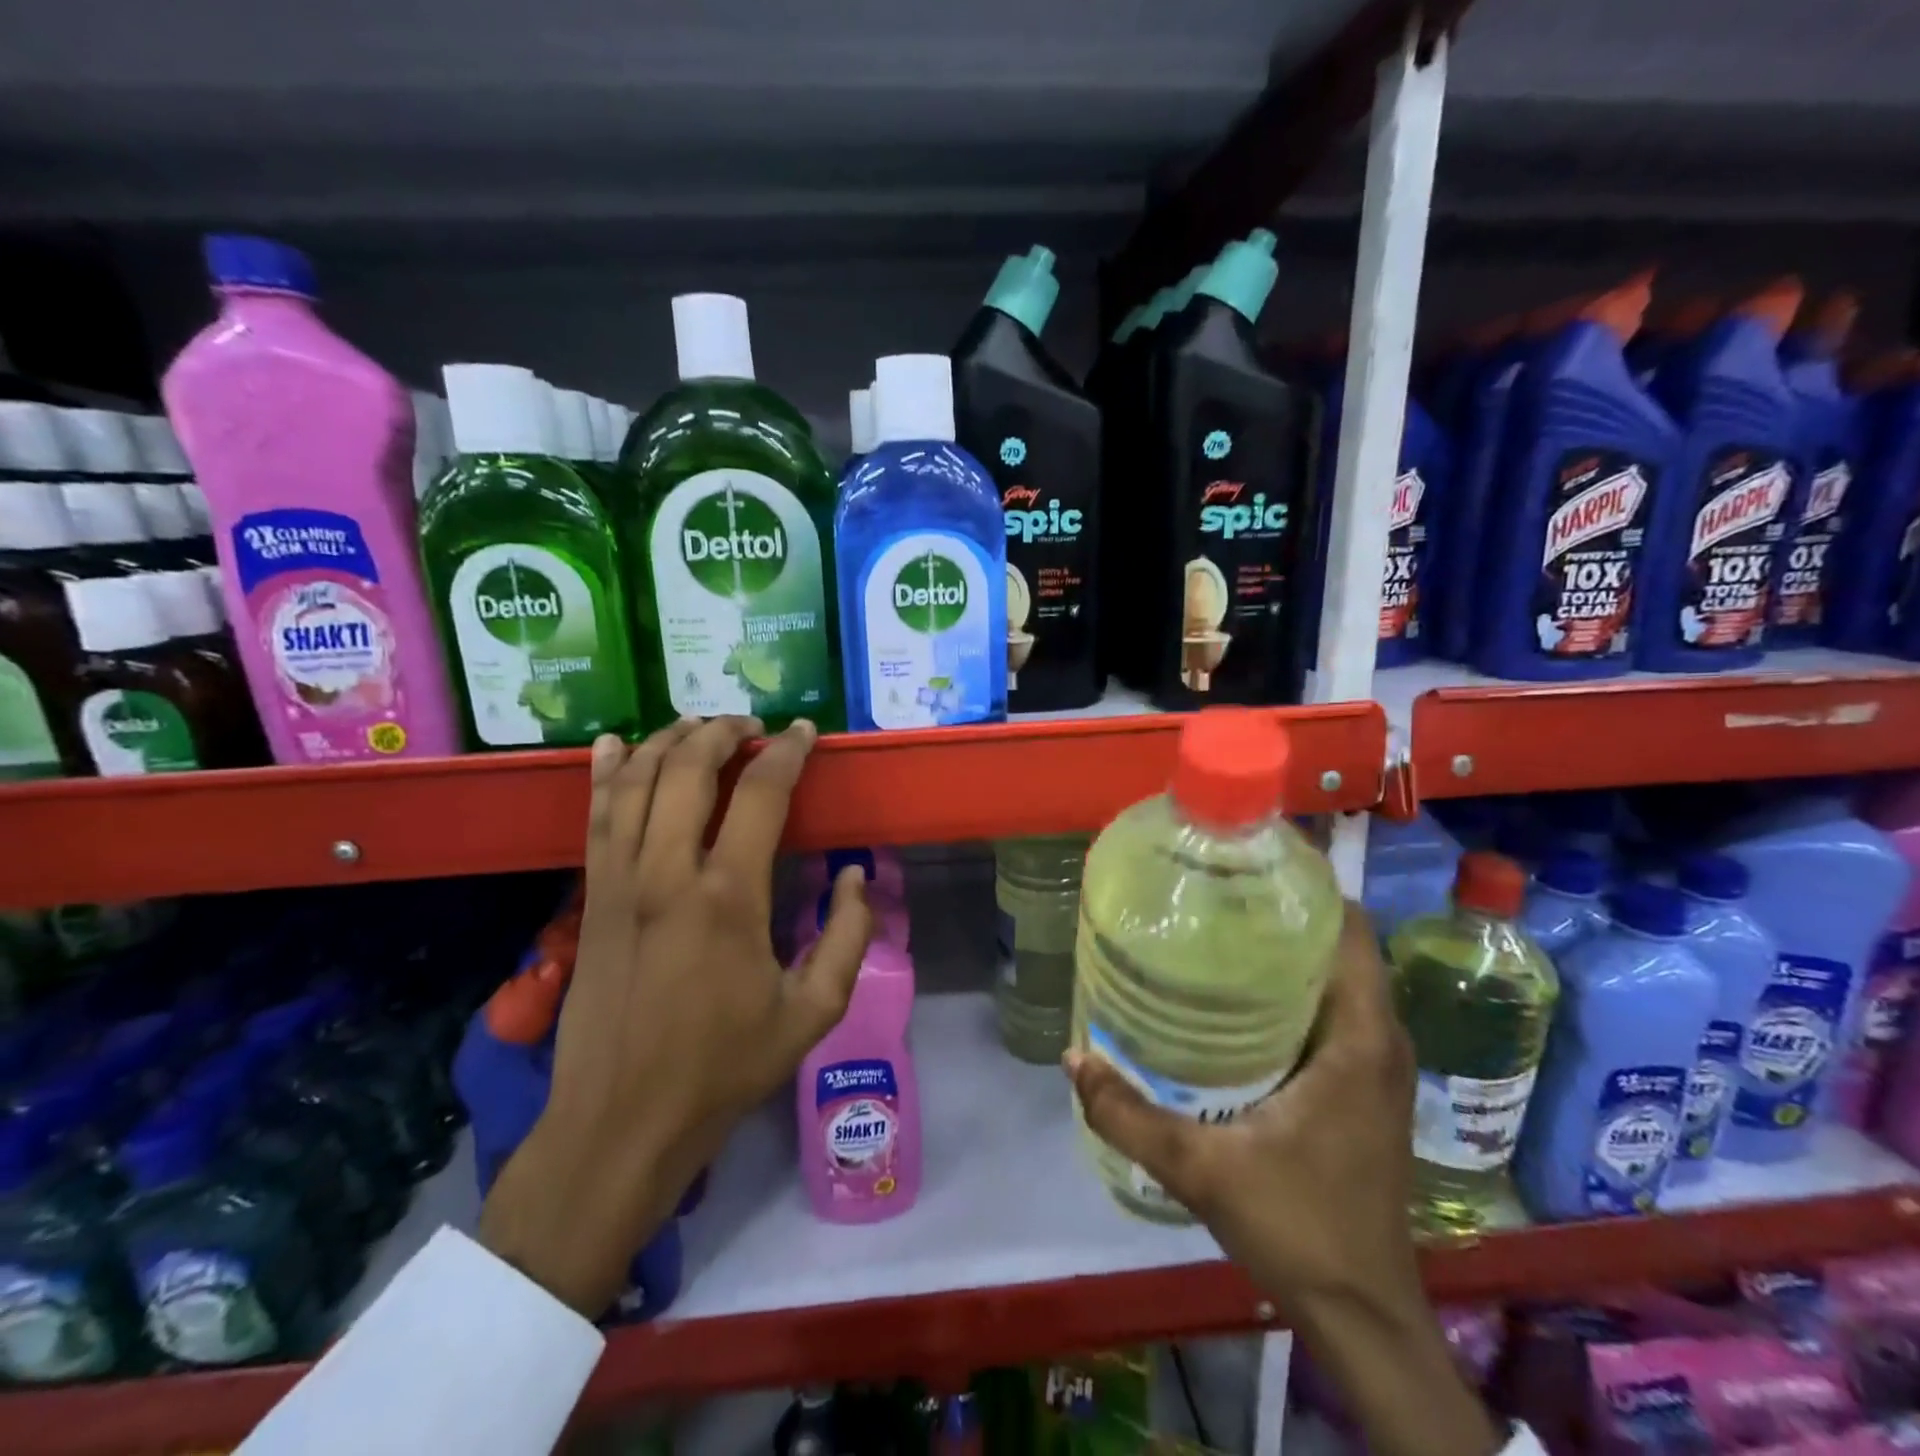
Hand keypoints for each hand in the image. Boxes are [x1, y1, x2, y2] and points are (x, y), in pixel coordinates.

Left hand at [479, 717, 872, 1316]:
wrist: (621, 1122)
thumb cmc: (724, 1067)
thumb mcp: (814, 1012)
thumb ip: (849, 936)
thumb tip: (857, 874)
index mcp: (729, 896)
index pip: (761, 793)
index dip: (788, 752)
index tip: (806, 734)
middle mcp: (668, 872)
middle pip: (688, 768)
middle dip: (724, 732)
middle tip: (752, 726)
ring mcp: (619, 881)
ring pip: (636, 781)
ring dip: (668, 741)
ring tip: (699, 726)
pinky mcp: (590, 897)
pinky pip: (595, 817)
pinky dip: (606, 773)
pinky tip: (612, 745)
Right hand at [1066, 902, 1501, 1455]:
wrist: (1361, 1313)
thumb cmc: (1297, 1227)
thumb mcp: (1201, 1168)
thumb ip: (1130, 1112)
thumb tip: (1071, 1055)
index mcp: (1359, 1039)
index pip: (1349, 929)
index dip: (1307, 886)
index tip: (1247, 864)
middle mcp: (1379, 1039)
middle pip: (1339, 945)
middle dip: (1283, 911)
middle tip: (1214, 892)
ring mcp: (1376, 1066)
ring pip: (1336, 979)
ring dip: (1289, 950)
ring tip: (1219, 928)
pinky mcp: (1364, 1088)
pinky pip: (1334, 1011)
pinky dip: (1295, 988)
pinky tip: (1238, 996)